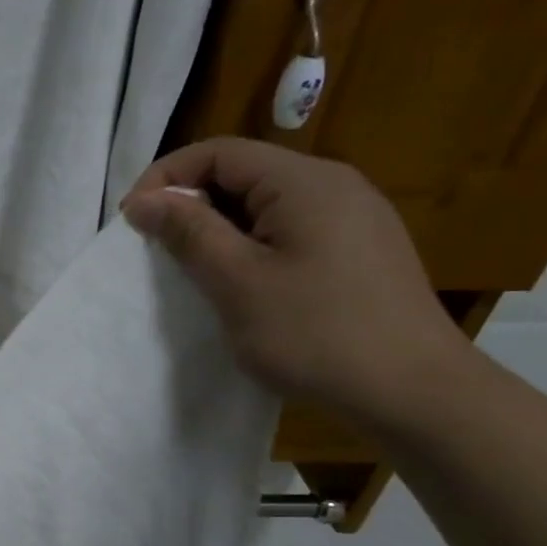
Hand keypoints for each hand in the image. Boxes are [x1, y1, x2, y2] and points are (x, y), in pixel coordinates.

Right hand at [120, 137, 471, 428]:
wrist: (414, 393)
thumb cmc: (315, 333)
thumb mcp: (237, 281)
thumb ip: (188, 232)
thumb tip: (144, 200)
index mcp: (304, 181)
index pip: (219, 152)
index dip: (166, 177)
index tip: (132, 221)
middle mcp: (334, 185)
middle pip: (243, 173)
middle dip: (190, 203)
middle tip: (156, 247)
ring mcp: (353, 217)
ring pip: (265, 204)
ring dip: (218, 227)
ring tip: (192, 268)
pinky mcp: (360, 250)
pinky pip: (290, 229)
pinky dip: (251, 244)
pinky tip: (241, 283)